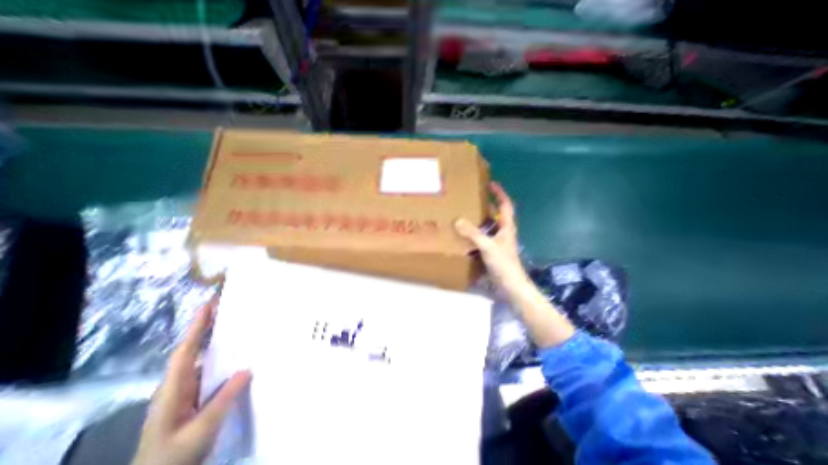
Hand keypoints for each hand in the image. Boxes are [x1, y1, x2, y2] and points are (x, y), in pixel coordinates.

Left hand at [133, 302, 252, 464]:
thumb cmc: (173, 457)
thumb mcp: (201, 429)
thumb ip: (223, 399)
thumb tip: (248, 368)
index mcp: (174, 389)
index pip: (185, 351)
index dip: (197, 327)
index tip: (209, 305)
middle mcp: (179, 385)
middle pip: (193, 350)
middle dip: (207, 328)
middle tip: (228, 308)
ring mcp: (186, 393)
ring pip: (203, 361)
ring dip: (217, 342)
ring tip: (238, 325)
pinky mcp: (194, 400)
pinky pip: (211, 372)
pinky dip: (223, 359)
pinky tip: (238, 357)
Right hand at [452, 182, 529, 293]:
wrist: (510, 285)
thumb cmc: (503, 263)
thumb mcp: (487, 246)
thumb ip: (473, 233)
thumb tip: (457, 221)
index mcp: (506, 227)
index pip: (505, 205)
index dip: (500, 194)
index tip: (491, 184)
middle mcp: (503, 233)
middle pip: (497, 215)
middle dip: (488, 206)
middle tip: (474, 199)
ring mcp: (498, 243)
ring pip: (489, 227)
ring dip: (480, 220)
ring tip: (467, 215)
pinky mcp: (493, 252)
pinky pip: (483, 238)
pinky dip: (476, 234)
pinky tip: (466, 235)